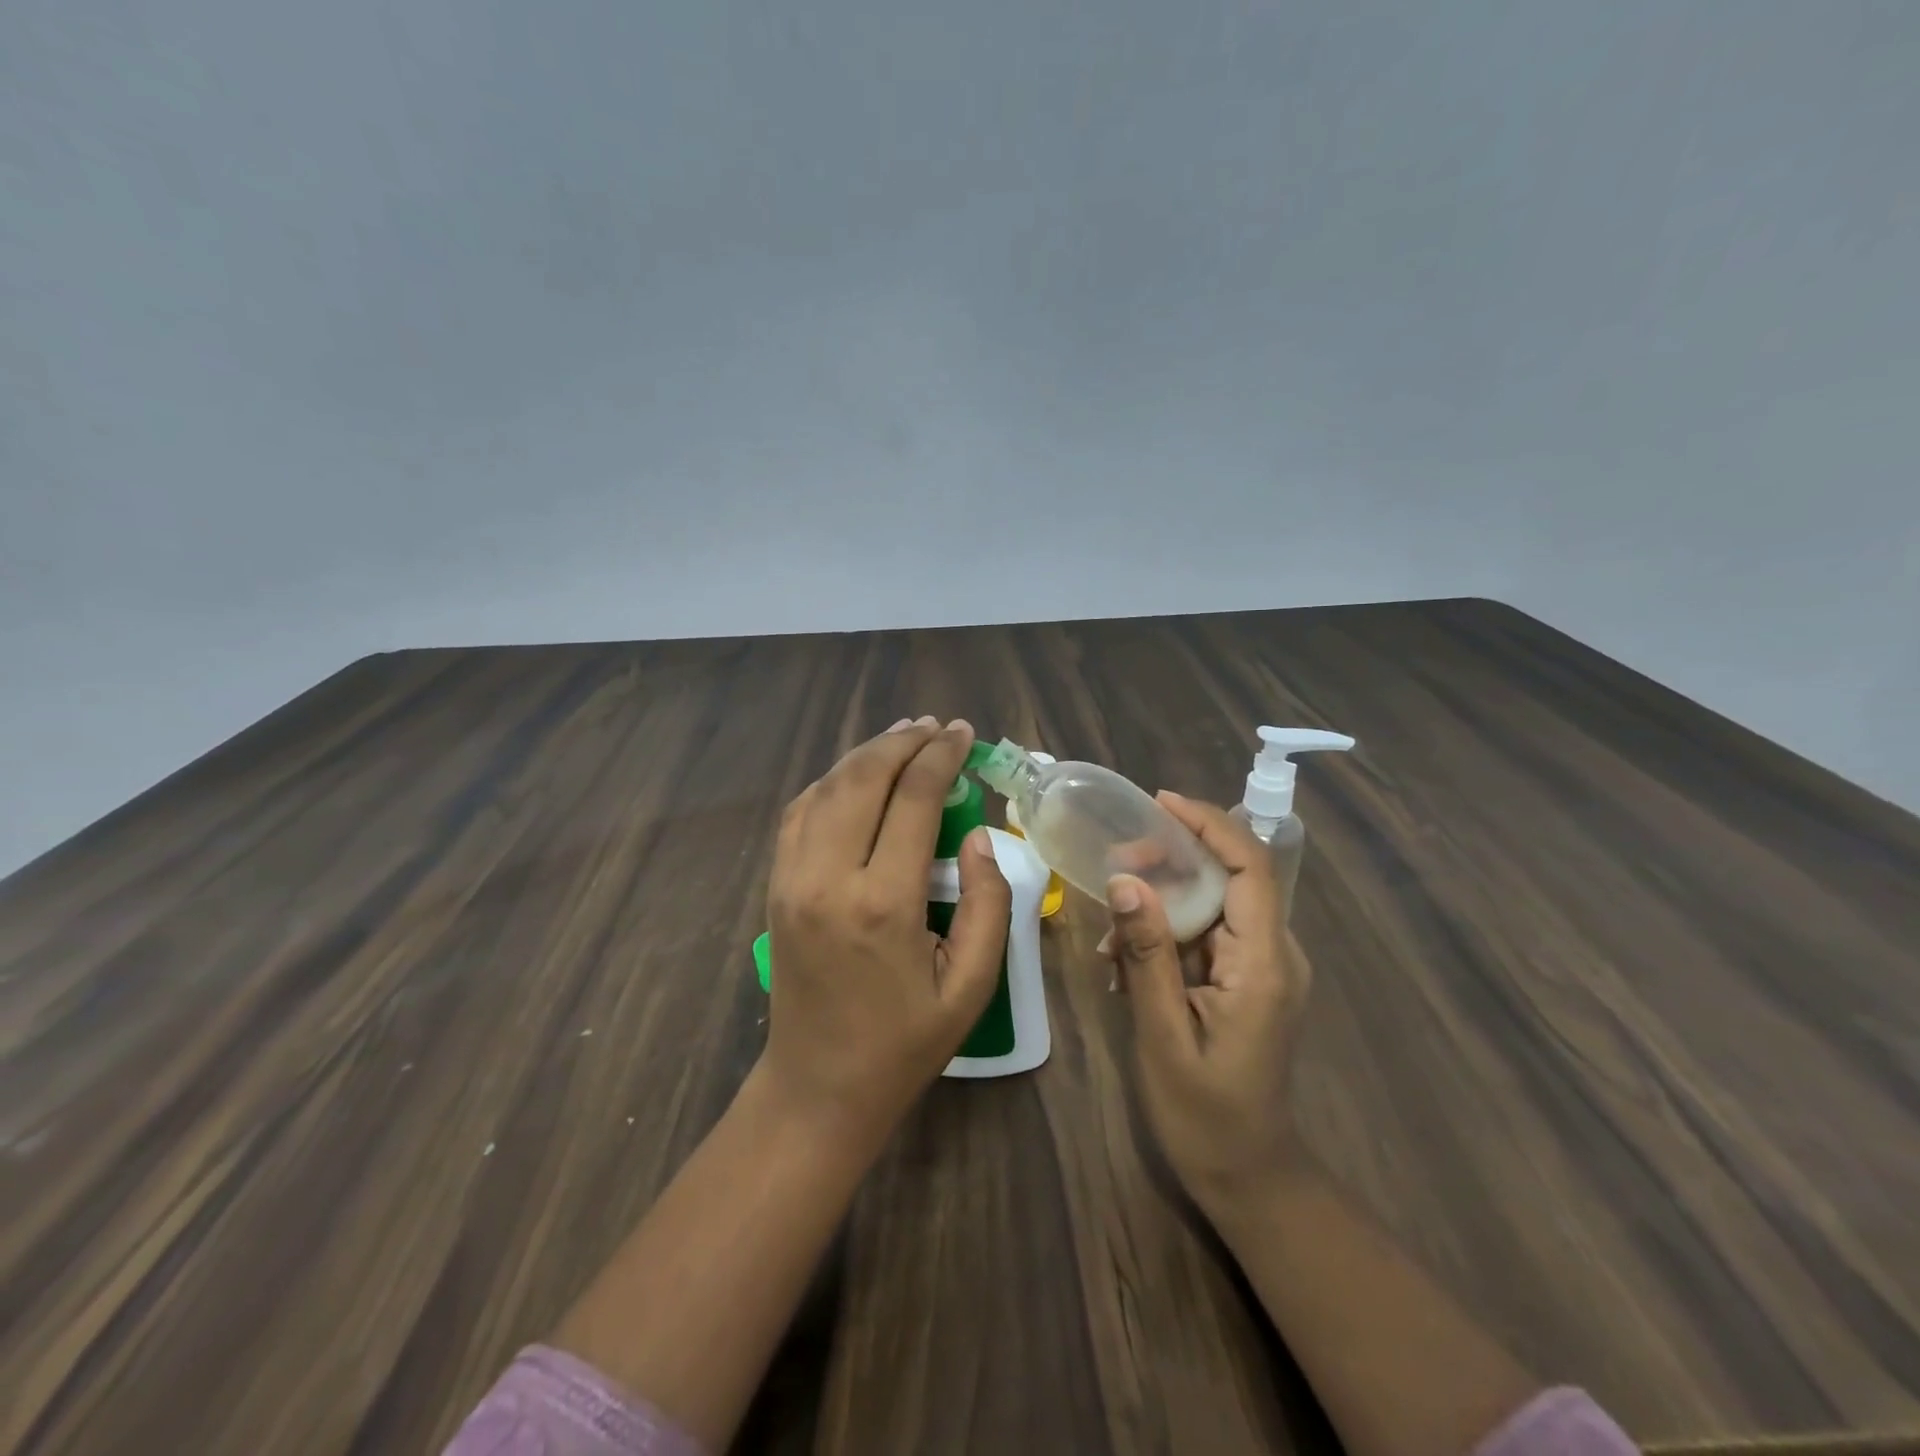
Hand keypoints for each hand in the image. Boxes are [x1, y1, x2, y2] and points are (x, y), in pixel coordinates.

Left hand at [760, 716, 1011, 1147]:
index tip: (965, 733)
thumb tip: (976, 837)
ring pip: (826, 787)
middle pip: (862, 778)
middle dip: (903, 742)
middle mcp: (828, 878)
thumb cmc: (904, 1043)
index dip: (942, 757)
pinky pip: (800, 812)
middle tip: (936, 727)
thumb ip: (986, 902)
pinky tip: (857, 775)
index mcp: (882, 903)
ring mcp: (791, 879)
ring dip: (866, 754)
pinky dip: (831, 781)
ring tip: (903, 736)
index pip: (913, 799)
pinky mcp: (776, 887)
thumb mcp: (970, 985)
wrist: (818, 1087)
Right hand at [1100, 791, 1310, 1214]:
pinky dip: (1167, 933)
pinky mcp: (1248, 979)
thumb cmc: (1205, 1115)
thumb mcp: (1163, 1033)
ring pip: (1212, 903)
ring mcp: (1264, 967)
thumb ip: (1147, 953)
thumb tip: (1125, 879)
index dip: (1209, 824)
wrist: (1248, 1175)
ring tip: (1110, 936)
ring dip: (1161, 902)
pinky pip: (1207, 933)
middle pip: (1228, 876)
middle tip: (1115, 865)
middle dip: (1171, 859)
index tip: (1159, 802)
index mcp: (1264, 965)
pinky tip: (1128, 963)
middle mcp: (1275, 954)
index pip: (1250, 867)